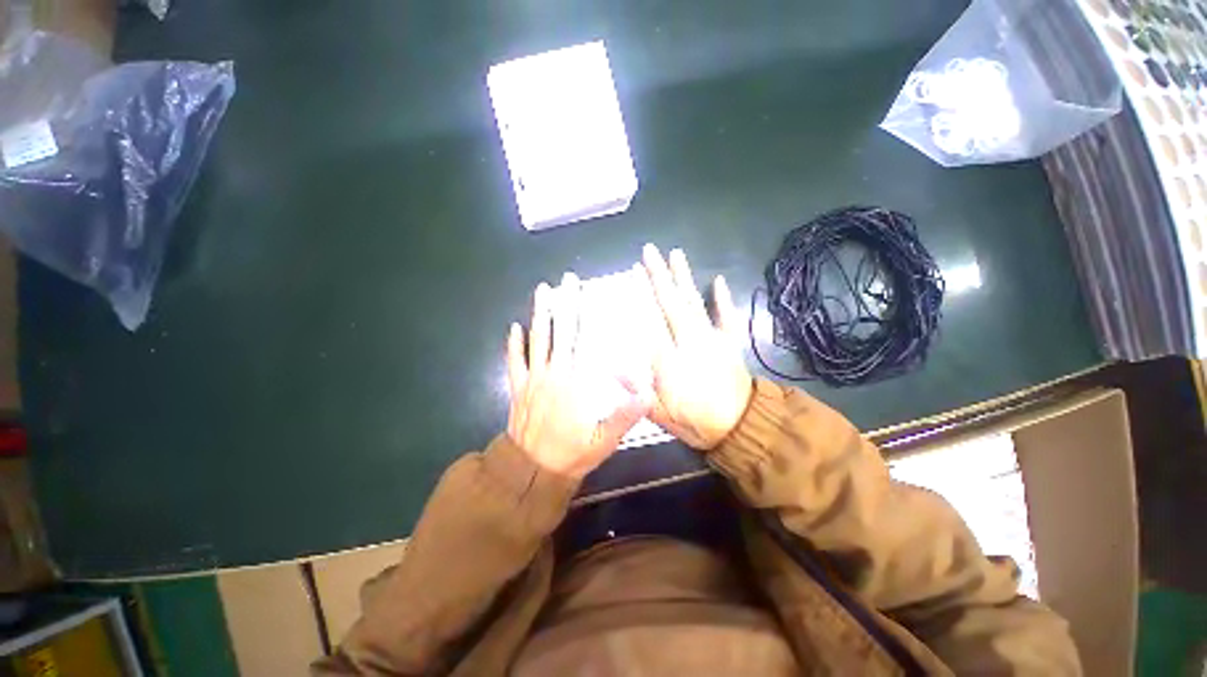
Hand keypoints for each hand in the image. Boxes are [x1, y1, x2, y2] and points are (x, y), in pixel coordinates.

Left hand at [507, 273, 650, 479]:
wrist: (531, 471)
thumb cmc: (570, 453)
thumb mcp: (603, 441)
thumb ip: (624, 417)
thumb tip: (647, 395)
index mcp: (575, 383)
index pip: (583, 342)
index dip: (586, 316)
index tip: (589, 296)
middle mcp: (553, 373)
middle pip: (560, 332)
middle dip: (565, 304)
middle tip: (568, 281)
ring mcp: (533, 379)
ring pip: (537, 340)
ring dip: (540, 314)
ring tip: (543, 291)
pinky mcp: (518, 388)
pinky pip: (514, 361)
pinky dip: (513, 344)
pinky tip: (514, 327)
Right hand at [640, 244, 752, 449]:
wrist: (741, 427)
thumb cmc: (695, 421)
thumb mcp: (660, 413)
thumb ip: (637, 389)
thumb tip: (612, 367)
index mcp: (670, 357)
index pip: (652, 319)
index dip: (642, 293)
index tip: (635, 271)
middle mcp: (690, 340)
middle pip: (672, 302)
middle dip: (659, 276)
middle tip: (650, 251)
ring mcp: (712, 339)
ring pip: (694, 302)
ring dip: (684, 277)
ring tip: (676, 254)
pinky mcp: (729, 342)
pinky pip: (726, 317)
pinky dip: (722, 299)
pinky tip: (718, 280)